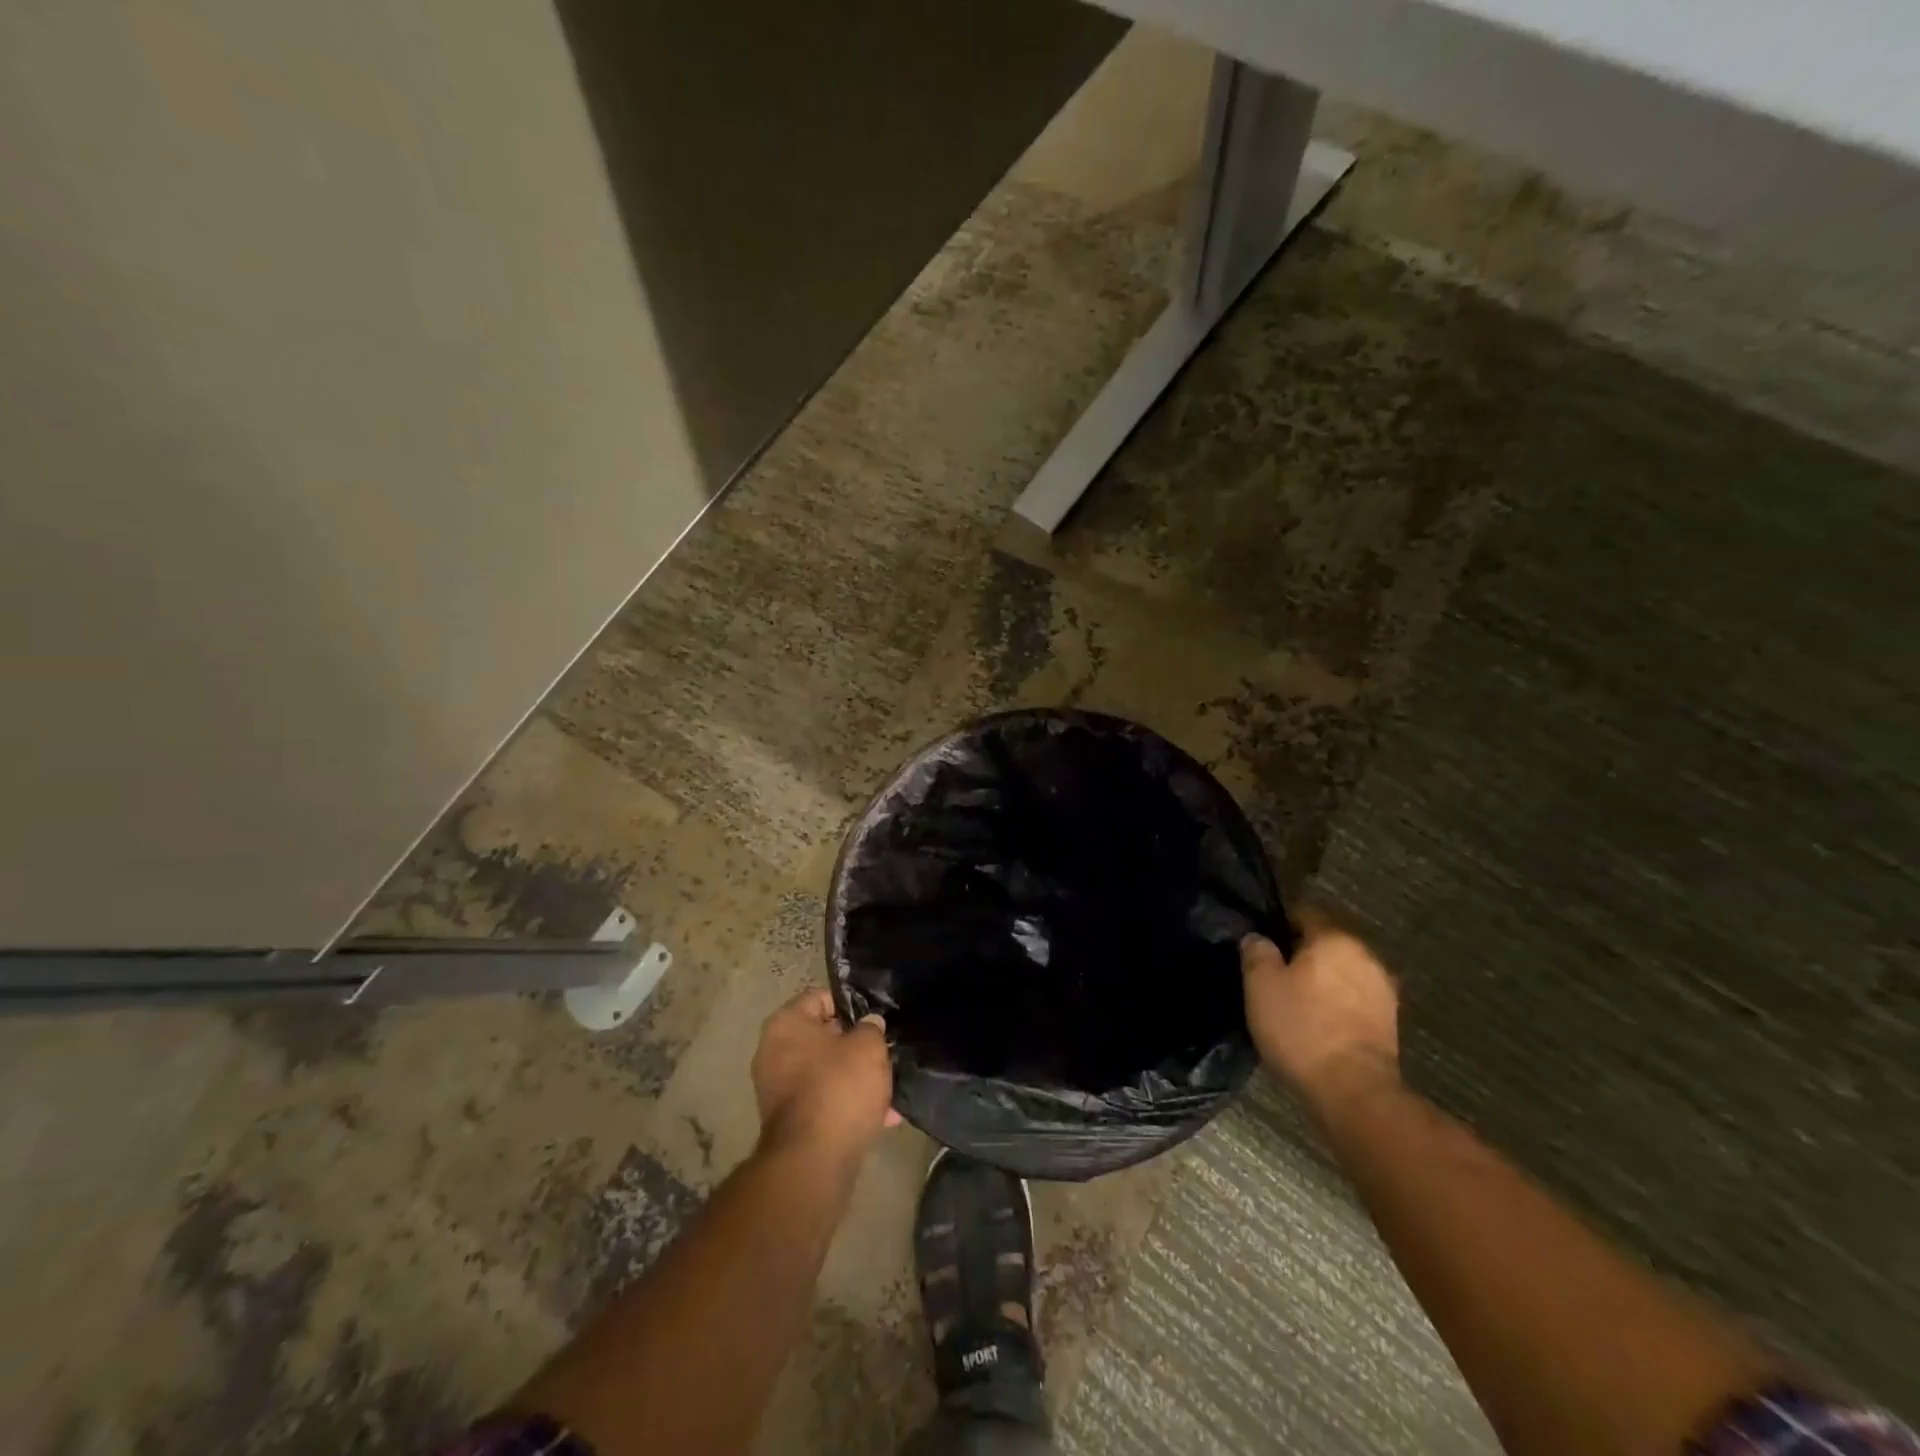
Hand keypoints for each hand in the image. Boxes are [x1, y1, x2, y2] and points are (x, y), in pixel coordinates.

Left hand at [751, 989, 898, 1163]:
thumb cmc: (839, 1087)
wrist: (813, 1161)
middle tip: (884, 1053)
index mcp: (786, 1024)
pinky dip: (847, 1105)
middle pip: (823, 1038)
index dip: (851, 1005)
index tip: (874, 1019)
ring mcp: (777, 1089)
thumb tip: (869, 1024)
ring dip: (856, 1079)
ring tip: (888, 1089)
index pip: (821, 998)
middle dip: (855, 1046)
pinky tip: (880, 1117)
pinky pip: (823, 1102)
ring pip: (826, 1072)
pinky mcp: (788, 1122)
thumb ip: (871, 1028)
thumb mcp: (868, 1047)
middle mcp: (773, 1052)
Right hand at [1241, 914, 1400, 1106]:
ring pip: (1343, 970)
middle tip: (1273, 972)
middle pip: (1326, 941)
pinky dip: (1337, 1002)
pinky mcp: (1390, 1021)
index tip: (1260, 941)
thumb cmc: (1301, 1028)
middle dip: (1302, 952)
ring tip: (1295, 999)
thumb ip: (1256, 952)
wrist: (1354, 1091)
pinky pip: (1355, 997)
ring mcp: (1383, 988)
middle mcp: (1365, 954)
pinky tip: (1318, 1021)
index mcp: (1334, 938)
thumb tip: (1258, 938)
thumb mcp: (1260, 986)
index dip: (1278, 921)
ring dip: (1322, 978)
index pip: (1304, 911)